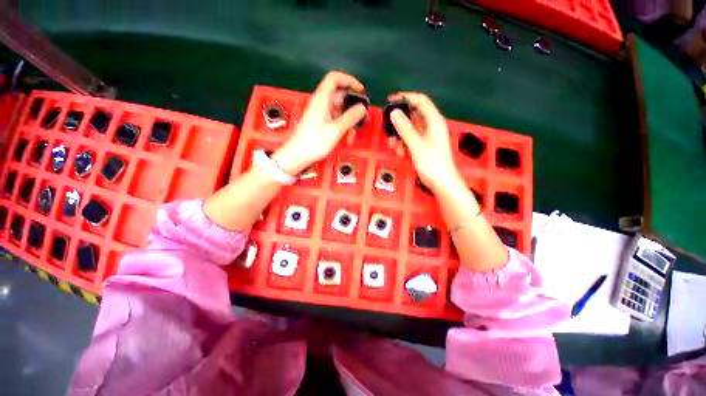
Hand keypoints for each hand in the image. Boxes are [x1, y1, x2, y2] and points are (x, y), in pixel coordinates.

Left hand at [273, 71, 367, 174]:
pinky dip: (343, 127)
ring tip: (352, 136)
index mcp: (322, 99)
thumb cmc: (315, 142)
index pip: (335, 78)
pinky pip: (336, 120)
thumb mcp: (336, 129)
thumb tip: (362, 107)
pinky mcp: (321, 123)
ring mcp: (321, 114)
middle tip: (361, 120)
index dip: (349, 80)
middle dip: (353, 108)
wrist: (298, 156)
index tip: (361, 91)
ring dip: (349, 122)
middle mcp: (322, 103)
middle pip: (341, 97)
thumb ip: (351, 117)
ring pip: (340, 111)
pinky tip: (347, 139)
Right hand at [388, 92, 460, 191]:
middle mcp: (430, 125)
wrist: (440, 182)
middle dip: (399, 122)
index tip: (390, 101)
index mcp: (434, 120)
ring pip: (409, 129)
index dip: (405, 97)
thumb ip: (405, 128)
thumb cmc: (432, 163)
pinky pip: (409, 139)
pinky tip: (400, 153)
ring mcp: (426, 136)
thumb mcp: (416, 145)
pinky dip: (403, 144)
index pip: (420, 100)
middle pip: (412, 115)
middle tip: (387, 127)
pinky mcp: (422, 145)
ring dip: (399, 136)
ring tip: (394, 146)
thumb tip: (394, 112)